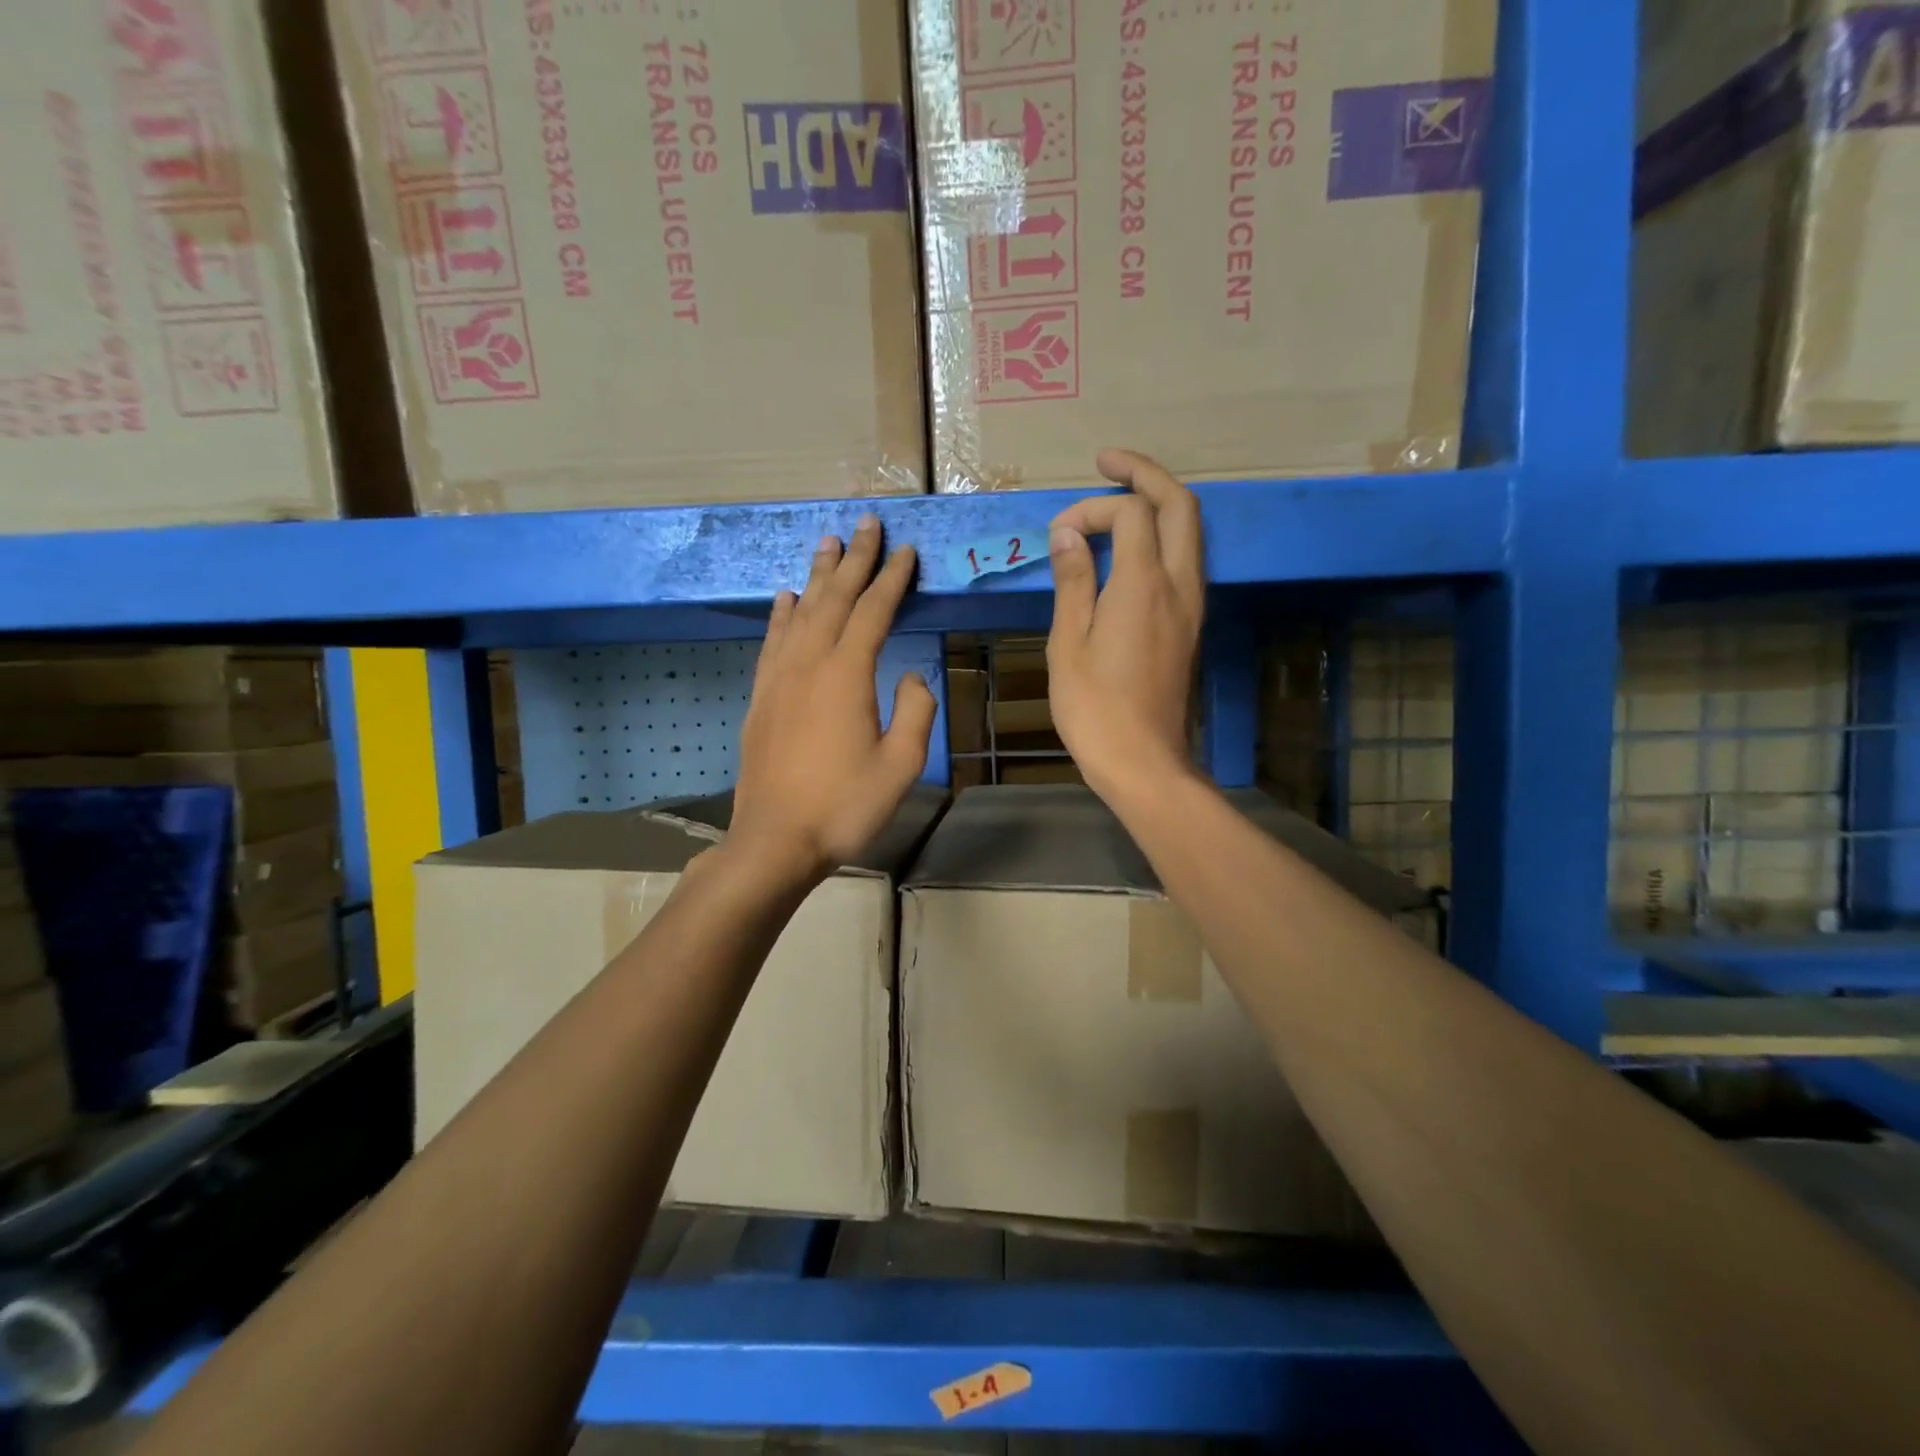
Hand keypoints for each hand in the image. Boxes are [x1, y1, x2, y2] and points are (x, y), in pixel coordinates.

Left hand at [729, 517, 934, 881]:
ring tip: (828, 543)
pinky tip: (785, 598)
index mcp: (847, 674)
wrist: (776, 840)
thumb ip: (915, 711)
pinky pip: (773, 640)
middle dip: (855, 559)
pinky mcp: (761, 696)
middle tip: (867, 524)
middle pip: (834, 598)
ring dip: (817, 575)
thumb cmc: (845, 805)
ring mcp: (779, 678)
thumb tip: (910, 676)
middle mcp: (809, 663)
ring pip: (800, 611)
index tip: (906, 551)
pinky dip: (782, 614)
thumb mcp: (901, 764)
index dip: (892, 579)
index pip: (873, 611)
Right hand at [1047, 450, 1204, 800]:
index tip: (1059, 534)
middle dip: (1145, 474)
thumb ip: (1074, 580)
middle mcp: (1179, 585)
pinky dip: (1162, 536)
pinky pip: (1184, 560)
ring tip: (1119, 496)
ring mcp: (1191, 605)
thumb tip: (1070, 534)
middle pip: (1180, 506)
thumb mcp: (1069, 642)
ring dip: (1159, 503)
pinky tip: (1132, 546)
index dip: (1093, 509)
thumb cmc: (1094, 707)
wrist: (1142, 759)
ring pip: (1190, 531)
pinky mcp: (1190, 624)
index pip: (1132, 513)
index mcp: (1144, 585)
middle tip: (1107, 463)